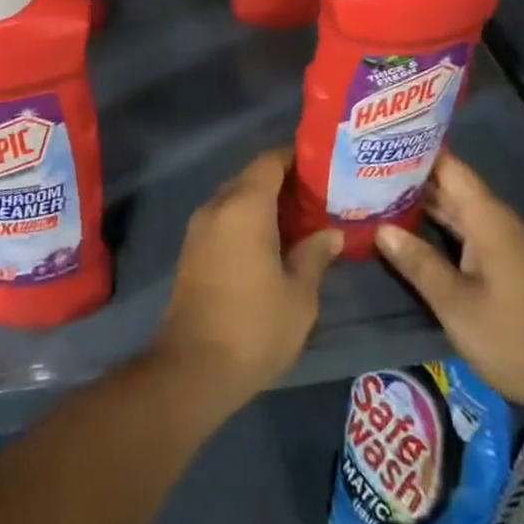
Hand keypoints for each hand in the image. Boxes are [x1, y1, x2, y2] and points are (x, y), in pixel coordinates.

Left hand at [153, 146, 341, 414]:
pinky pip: (224, 218)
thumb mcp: (299, 296)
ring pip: (236, 198)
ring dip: (264, 202)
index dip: (295, 157)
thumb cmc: (254, 326)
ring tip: (300, 219)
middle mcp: (218, 206)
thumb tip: (331, 233)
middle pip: (251, 177)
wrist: (193, 366)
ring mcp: (200, 227)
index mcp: (245, 206)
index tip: (322, 164)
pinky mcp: (192, 249)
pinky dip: (247, 219)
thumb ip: (315, 256)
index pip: (270, 161)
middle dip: (283, 181)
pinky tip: (271, 242)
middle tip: (318, 195)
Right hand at [375, 152, 523, 421]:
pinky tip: (418, 236)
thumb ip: (418, 263)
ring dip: (427, 205)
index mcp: (488, 219)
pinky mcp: (516, 270)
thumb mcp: (456, 304)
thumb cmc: (517, 339)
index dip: (415, 149)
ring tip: (381, 196)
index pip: (449, 166)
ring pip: (462, 213)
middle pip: (454, 187)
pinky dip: (444, 229)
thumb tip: (381, 229)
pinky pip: (473, 234)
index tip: (379, 139)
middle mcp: (501, 223)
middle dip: (413, 178)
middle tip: (367, 167)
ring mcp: (511, 247)